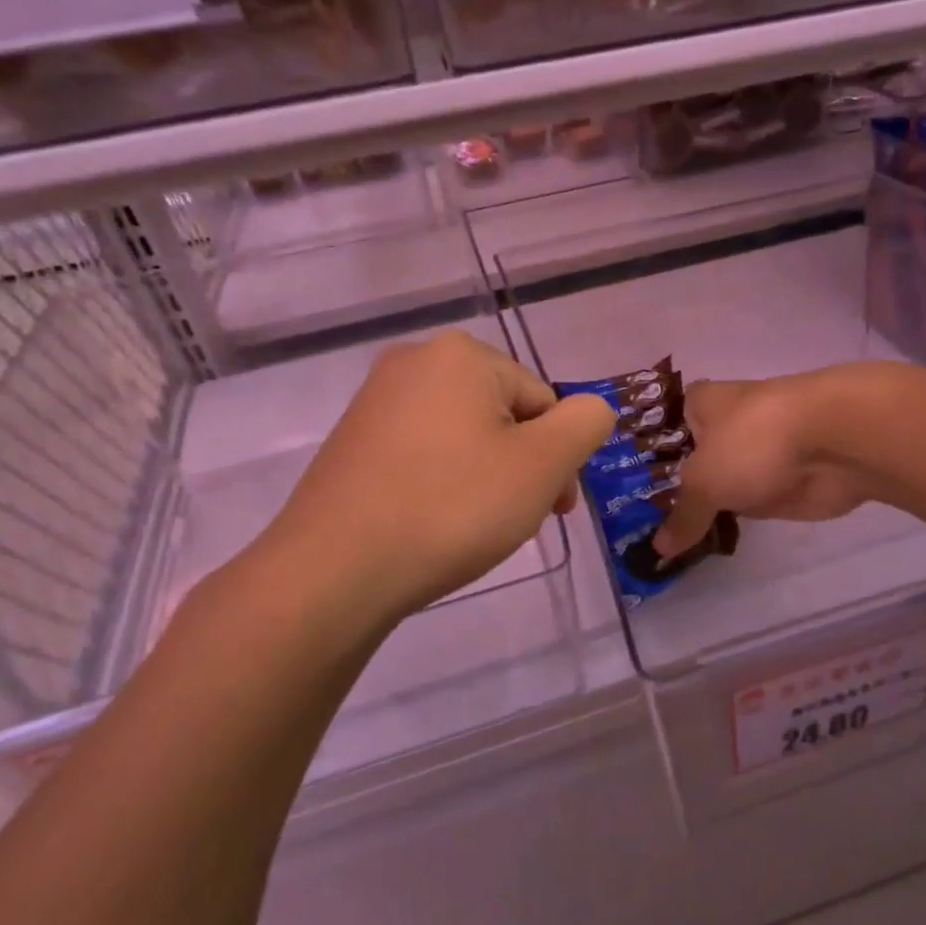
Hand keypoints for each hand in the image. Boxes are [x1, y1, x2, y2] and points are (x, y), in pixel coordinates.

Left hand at [259, 330, 614, 624]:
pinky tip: (435, 522)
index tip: (553, 508)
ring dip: (487, 476)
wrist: (334, 570)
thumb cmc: (452, 508)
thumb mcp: (543, 464)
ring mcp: (376, 401)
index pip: (544, 402)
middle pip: (504, 414)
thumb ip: (585, 424)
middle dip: (523, 465)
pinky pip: (424, 453)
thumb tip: (591, 409)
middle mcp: (415, 361)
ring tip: (474, 526)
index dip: (557, 457)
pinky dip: (444, 482)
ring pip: (464, 436)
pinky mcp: (353, 440)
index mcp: (462, 355)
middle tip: (517, 520)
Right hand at [652, 372, 870, 559]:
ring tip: (662, 541)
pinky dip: (730, 520)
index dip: (642, 458)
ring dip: (701, 507)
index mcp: (700, 404)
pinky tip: (703, 543)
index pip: (661, 428)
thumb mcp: (704, 481)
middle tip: (635, 525)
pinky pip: (745, 504)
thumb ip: (682, 516)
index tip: (620, 490)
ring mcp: (755, 455)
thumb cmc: (755, 441)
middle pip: (688, 460)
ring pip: (718, 483)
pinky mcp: (781, 482)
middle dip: (669, 489)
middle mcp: (725, 424)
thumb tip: (658, 549)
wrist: (836, 441)